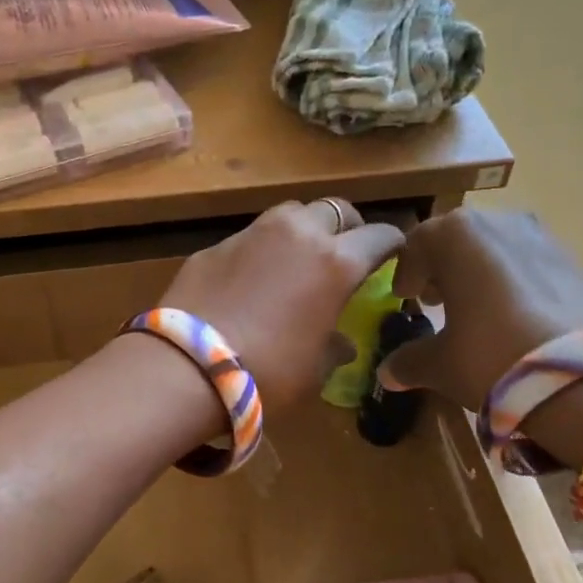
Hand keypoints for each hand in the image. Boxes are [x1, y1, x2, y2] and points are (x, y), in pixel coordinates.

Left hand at [158, 201, 405, 414]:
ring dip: (304, 229)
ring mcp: (254, 233)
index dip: (393, 245)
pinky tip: (252, 278)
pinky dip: (263, 249)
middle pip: (337, 210)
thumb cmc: (268, 373)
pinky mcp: (217, 244)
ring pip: (292, 213)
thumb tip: (341, 343)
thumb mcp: (315, 369)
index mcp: (337, 262)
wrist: (188, 366)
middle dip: (348, 228)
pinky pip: (252, 236)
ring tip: (298, 258)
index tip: (393, 258)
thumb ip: (334, 346)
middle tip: (345, 253)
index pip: (381, 236)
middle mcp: (299, 234)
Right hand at [377, 209, 582, 410]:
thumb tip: (387, 373)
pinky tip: (516, 318)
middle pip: (458, 240)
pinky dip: (515, 283)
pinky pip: (529, 264)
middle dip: (444, 268)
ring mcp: (542, 236)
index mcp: (455, 235)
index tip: (403, 299)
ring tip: (478, 311)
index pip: (416, 244)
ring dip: (480, 273)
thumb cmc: (492, 355)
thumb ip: (409, 361)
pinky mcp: (575, 259)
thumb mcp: (441, 364)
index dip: (405, 273)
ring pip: (496, 249)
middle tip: (436, 301)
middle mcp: (497, 222)